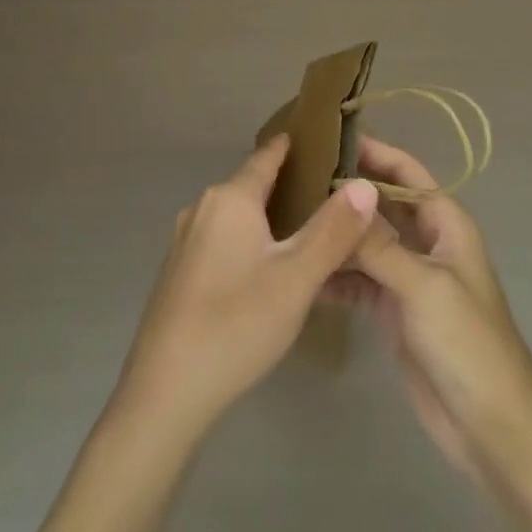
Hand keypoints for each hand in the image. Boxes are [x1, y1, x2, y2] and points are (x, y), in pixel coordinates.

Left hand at [112, 134, 379, 435]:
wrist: (166, 392)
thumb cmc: (237, 324)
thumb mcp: (297, 278)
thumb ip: (333, 230)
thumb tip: (365, 184)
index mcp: (229, 199)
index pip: (267, 156)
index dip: (295, 146)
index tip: (324, 139)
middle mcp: (202, 207)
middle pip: (251, 184)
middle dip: (288, 184)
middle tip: (330, 193)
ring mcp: (185, 239)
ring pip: (236, 214)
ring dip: (268, 215)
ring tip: (306, 229)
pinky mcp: (178, 270)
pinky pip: (221, 238)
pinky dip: (248, 239)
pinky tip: (266, 267)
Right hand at [324, 137, 531, 475]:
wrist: (491, 427)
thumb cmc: (467, 343)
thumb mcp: (423, 285)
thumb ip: (380, 244)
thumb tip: (342, 199)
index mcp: (445, 222)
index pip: (405, 171)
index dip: (372, 151)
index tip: (327, 137)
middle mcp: (426, 241)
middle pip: (381, 203)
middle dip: (345, 191)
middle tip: (294, 177)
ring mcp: (408, 276)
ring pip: (366, 241)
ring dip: (336, 233)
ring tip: (288, 220)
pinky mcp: (393, 310)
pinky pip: (358, 280)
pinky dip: (335, 275)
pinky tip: (302, 271)